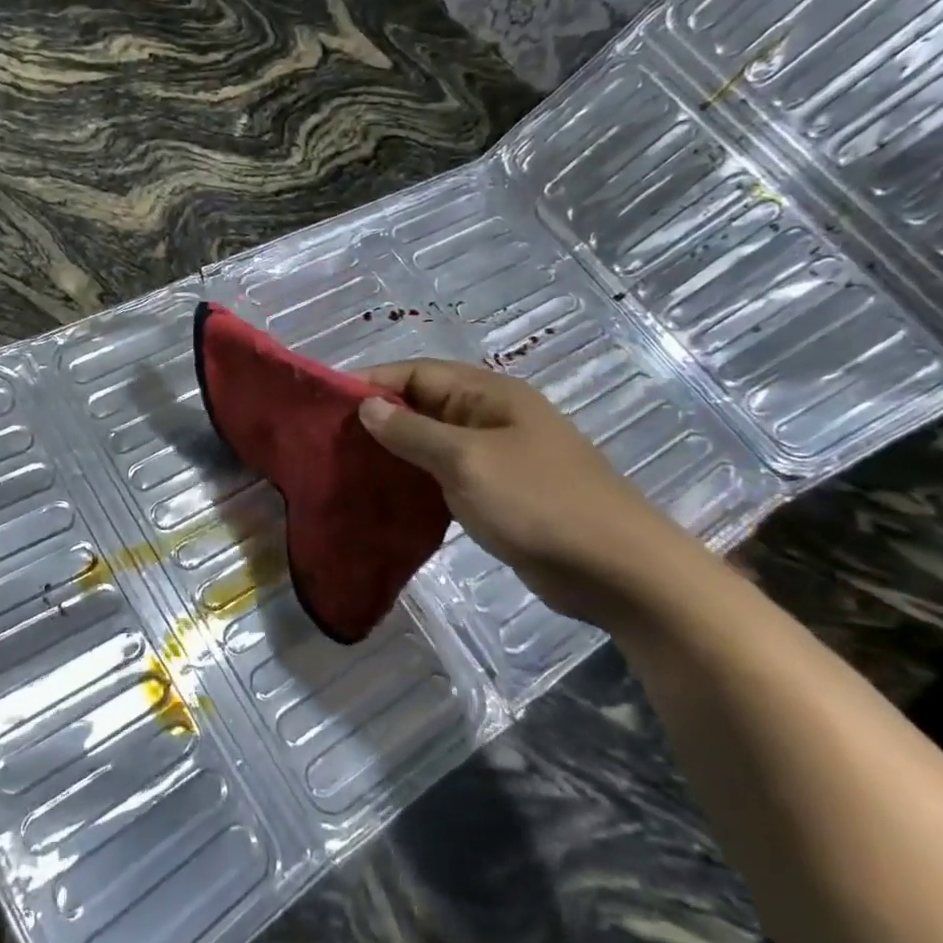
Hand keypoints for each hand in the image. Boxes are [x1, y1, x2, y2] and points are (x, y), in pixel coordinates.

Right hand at [357, 360, 716, 629]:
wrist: (617, 570)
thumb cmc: (539, 502)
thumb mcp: (466, 461)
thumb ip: (412, 432)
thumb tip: (367, 406)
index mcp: (488, 394)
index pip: (416, 372)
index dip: (371, 383)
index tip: (325, 404)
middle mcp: (490, 416)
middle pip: (422, 405)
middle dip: (377, 419)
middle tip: (329, 442)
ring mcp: (496, 455)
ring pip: (431, 442)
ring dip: (394, 451)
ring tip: (347, 468)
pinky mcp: (497, 492)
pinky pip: (445, 474)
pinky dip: (415, 480)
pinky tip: (385, 496)